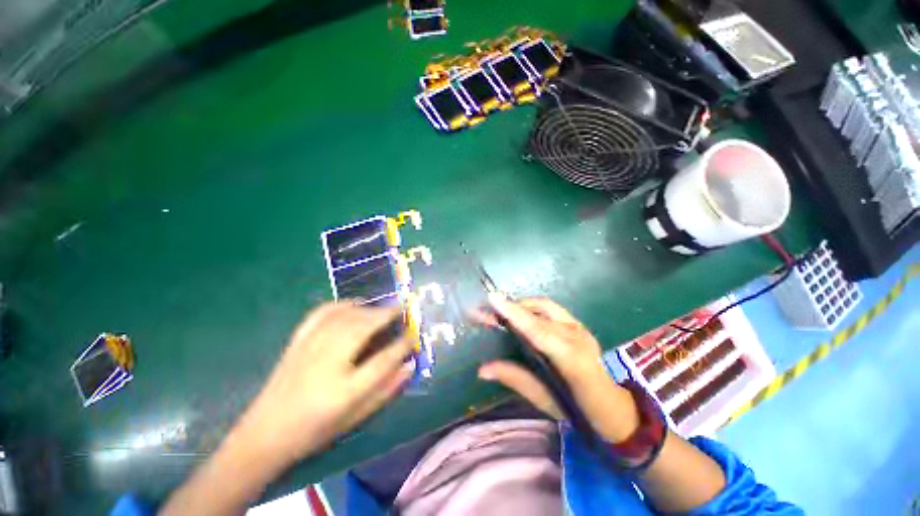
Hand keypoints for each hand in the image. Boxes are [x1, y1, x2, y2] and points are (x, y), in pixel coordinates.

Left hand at [234, 302, 412, 467]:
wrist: (264, 434)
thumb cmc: (314, 430)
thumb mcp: (355, 418)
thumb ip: (385, 390)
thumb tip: (409, 365)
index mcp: (343, 391)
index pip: (382, 360)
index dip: (402, 345)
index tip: (413, 335)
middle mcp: (327, 363)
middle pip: (363, 328)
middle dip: (386, 315)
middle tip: (402, 309)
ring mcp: (309, 349)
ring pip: (345, 317)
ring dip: (368, 309)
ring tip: (382, 309)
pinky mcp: (297, 341)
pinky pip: (322, 313)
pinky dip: (341, 304)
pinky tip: (353, 304)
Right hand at [478, 294, 639, 442]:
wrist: (613, 406)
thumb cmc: (578, 410)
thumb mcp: (544, 399)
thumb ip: (514, 378)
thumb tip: (482, 369)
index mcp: (573, 360)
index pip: (538, 331)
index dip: (515, 314)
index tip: (494, 299)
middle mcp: (578, 337)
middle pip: (539, 313)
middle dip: (510, 308)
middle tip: (485, 311)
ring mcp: (580, 327)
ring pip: (544, 305)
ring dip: (520, 305)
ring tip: (500, 312)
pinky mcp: (578, 323)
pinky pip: (549, 308)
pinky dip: (531, 307)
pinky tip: (520, 314)